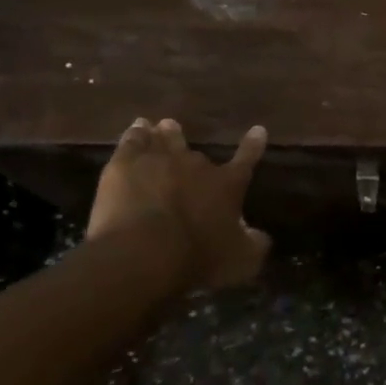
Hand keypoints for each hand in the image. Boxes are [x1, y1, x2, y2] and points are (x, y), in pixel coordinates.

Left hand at [87, 118, 271, 288]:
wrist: (144, 252)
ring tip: (159, 124)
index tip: (259, 129)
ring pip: (164, 139)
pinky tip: (136, 128)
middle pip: (195, 152)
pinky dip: (135, 133)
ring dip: (164, 132)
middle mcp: (197, 165)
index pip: (247, 160)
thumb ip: (254, 244)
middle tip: (184, 136)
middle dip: (190, 146)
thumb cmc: (198, 257)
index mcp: (227, 185)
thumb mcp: (241, 259)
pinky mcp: (124, 165)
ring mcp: (159, 160)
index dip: (253, 145)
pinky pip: (132, 141)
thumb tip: (260, 236)